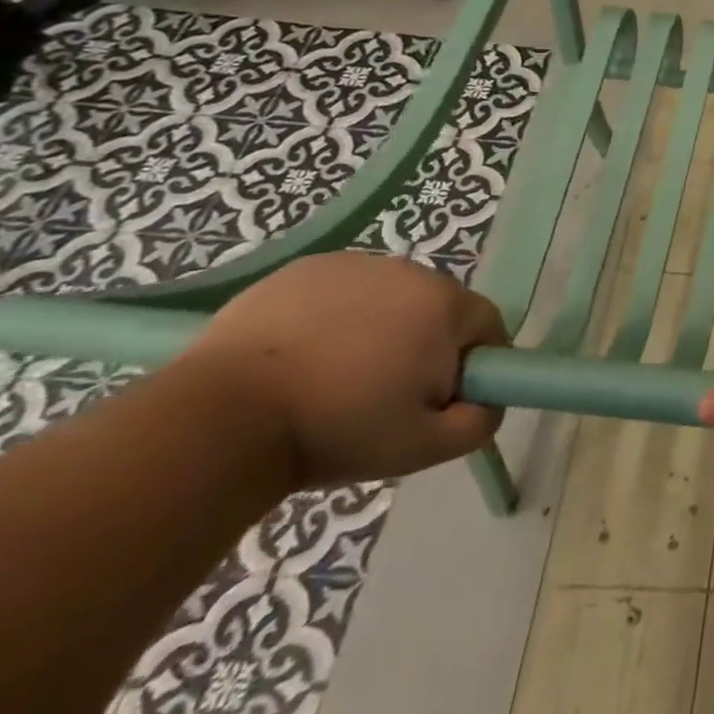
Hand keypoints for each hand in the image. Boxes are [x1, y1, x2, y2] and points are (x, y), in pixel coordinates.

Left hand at [182, 251, 508, 487]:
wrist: (221, 420)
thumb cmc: (335, 430)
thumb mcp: (422, 447)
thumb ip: (479, 423)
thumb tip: (491, 402)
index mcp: (446, 305)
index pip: (486, 327)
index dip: (472, 365)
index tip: (440, 401)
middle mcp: (411, 271)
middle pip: (438, 309)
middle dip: (424, 346)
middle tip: (384, 395)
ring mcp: (355, 265)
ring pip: (390, 299)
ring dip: (381, 329)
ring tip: (336, 376)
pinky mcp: (305, 268)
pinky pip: (343, 291)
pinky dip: (336, 316)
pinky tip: (303, 355)